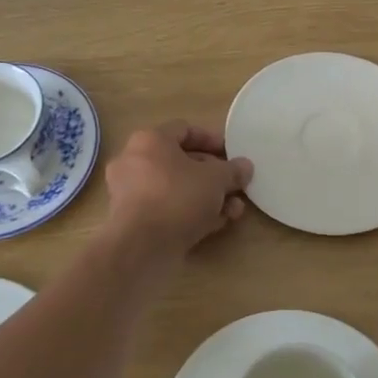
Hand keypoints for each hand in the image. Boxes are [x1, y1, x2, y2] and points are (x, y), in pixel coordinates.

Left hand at [103, 121, 253, 261]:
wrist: (141, 248)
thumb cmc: (178, 197)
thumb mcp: (215, 179)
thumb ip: (232, 170)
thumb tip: (244, 166)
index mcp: (150, 141)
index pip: (185, 129)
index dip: (212, 139)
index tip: (233, 154)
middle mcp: (135, 162)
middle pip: (181, 162)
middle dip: (214, 175)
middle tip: (236, 185)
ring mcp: (132, 194)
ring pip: (177, 189)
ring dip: (207, 197)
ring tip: (234, 209)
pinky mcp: (135, 222)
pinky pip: (168, 209)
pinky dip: (191, 213)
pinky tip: (217, 224)